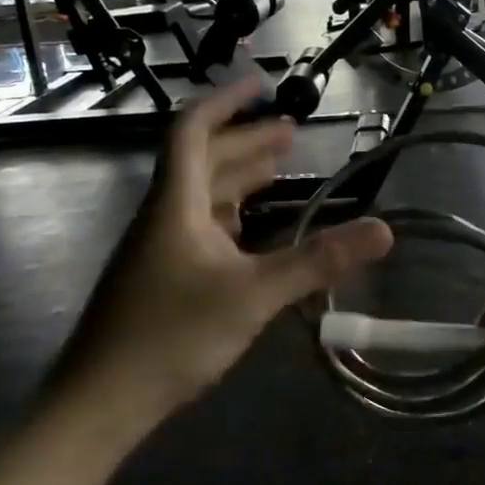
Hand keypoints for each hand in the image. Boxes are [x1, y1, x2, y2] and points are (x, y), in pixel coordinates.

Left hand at [40, 79, 392, 426]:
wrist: (101, 401)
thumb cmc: (172, 335)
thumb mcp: (254, 294)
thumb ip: (318, 261)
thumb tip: (384, 230)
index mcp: (175, 203)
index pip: (194, 131)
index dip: (226, 102)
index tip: (262, 84)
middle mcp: (164, 216)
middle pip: (204, 161)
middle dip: (247, 141)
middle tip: (291, 132)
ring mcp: (159, 249)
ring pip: (203, 197)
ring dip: (240, 178)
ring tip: (279, 168)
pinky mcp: (161, 279)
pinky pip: (201, 230)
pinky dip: (232, 218)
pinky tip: (254, 232)